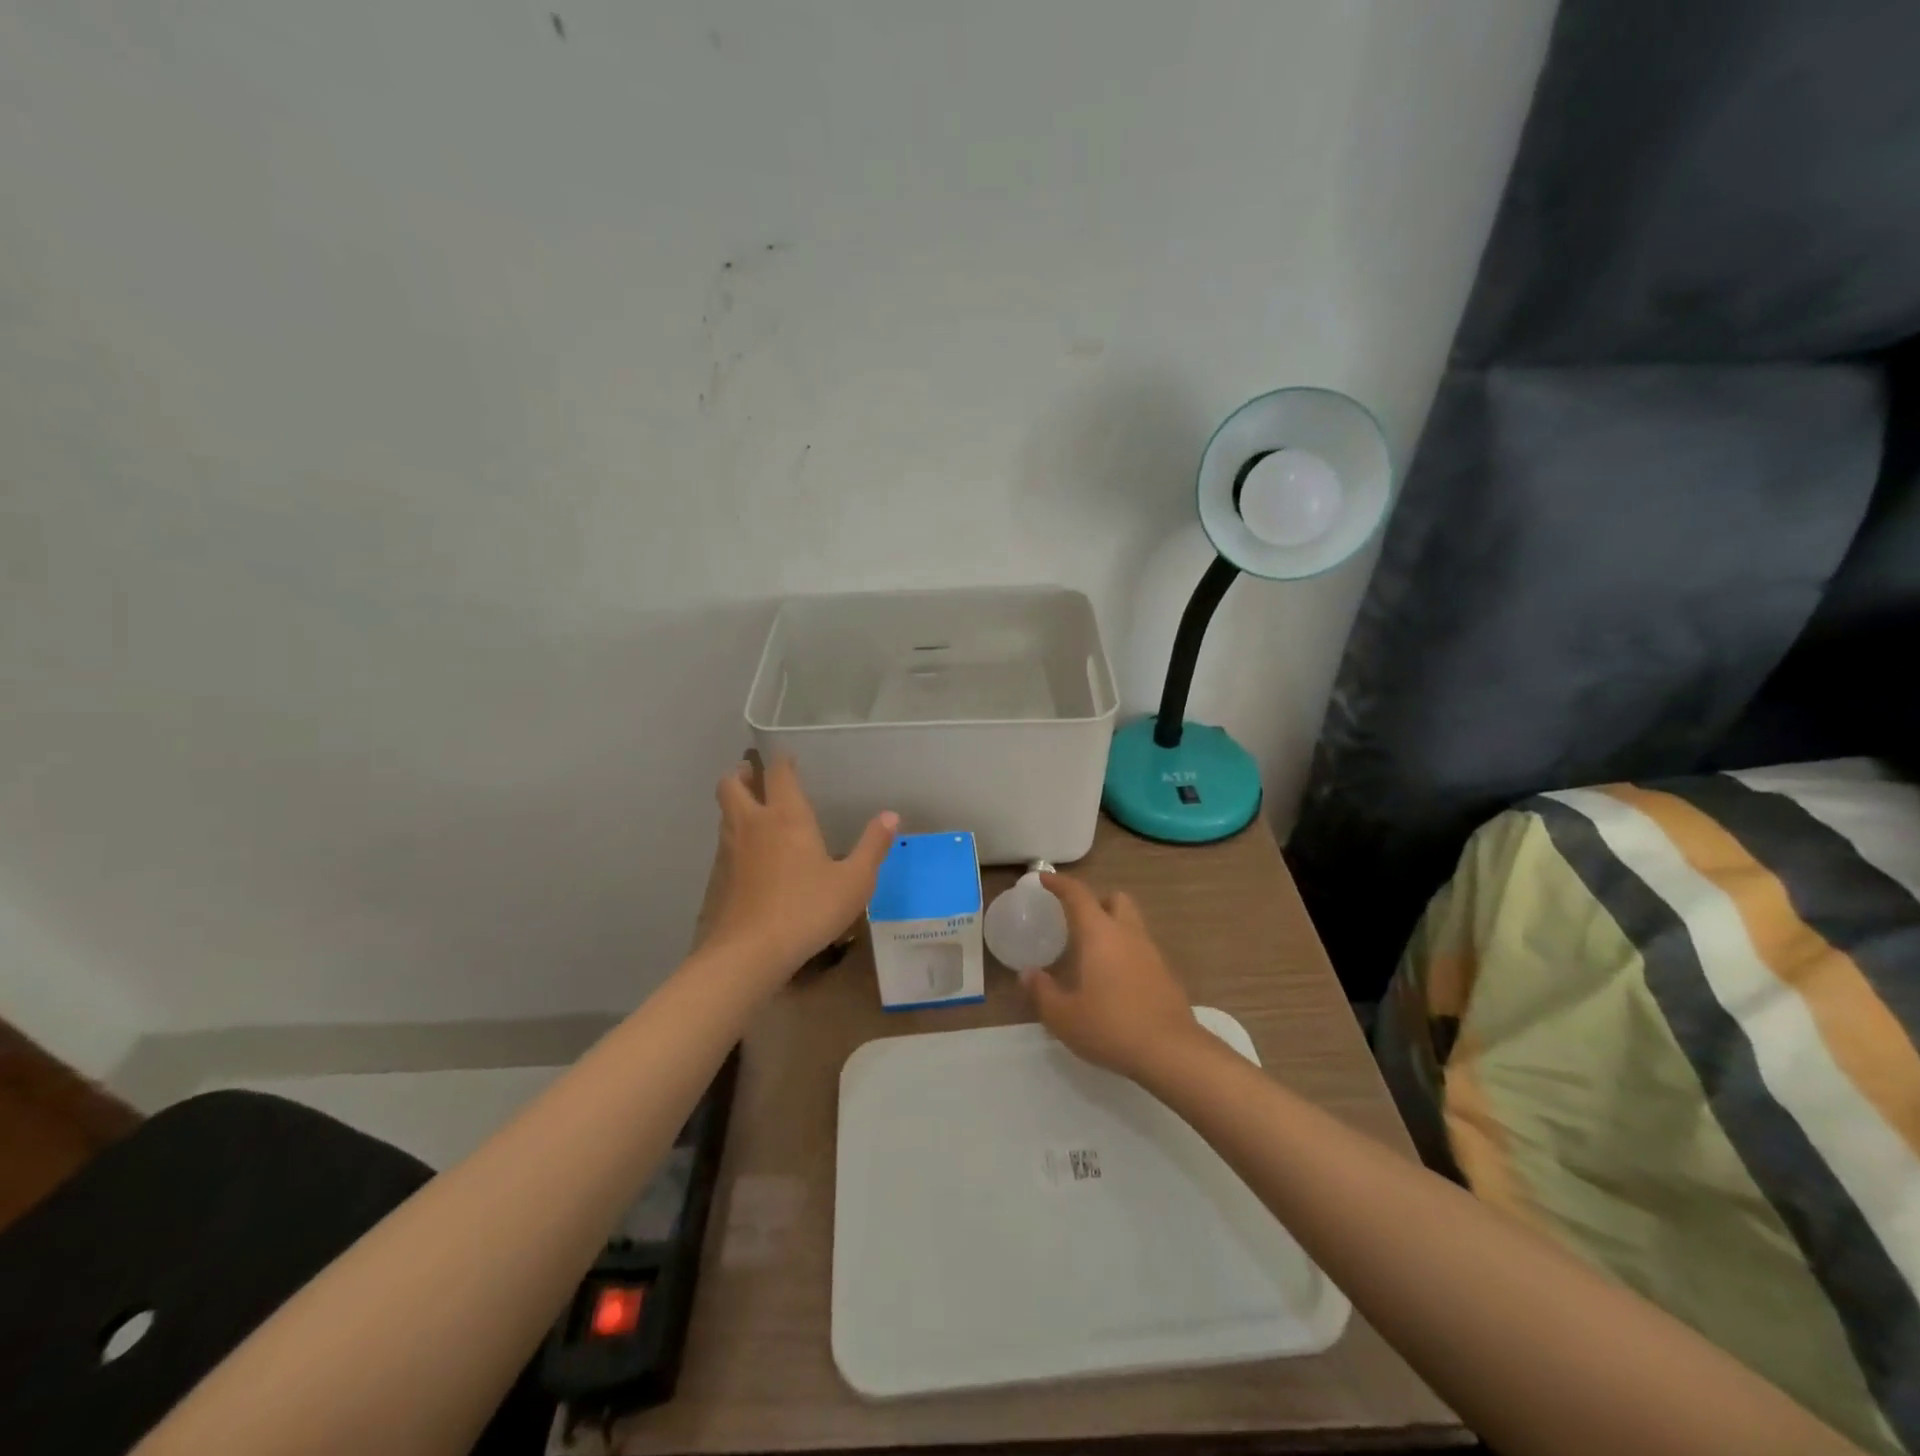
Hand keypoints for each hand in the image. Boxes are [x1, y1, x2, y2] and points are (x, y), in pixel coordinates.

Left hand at [707, 755, 896, 983]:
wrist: (750, 953)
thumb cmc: (808, 909)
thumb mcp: (854, 881)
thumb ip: (873, 846)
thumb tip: (890, 816)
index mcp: (786, 816)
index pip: (779, 774)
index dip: (783, 761)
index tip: (789, 759)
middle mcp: (752, 824)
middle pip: (732, 785)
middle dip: (743, 775)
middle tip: (756, 777)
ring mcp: (729, 851)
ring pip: (725, 814)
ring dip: (736, 805)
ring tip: (754, 813)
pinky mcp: (717, 878)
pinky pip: (723, 845)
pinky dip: (734, 839)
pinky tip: (750, 859)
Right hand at [1022, 873, 1211, 1081]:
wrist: (1171, 1052)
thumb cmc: (1110, 1026)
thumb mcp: (1063, 1016)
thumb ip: (1042, 991)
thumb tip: (1028, 973)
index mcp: (1099, 933)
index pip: (1078, 895)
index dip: (1059, 883)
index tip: (1043, 879)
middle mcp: (1127, 934)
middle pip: (1114, 898)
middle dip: (1095, 901)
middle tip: (1076, 921)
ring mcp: (1151, 952)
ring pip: (1131, 923)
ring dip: (1112, 927)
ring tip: (1092, 953)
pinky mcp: (1165, 974)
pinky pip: (1141, 949)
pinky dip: (1125, 952)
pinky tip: (1114, 980)